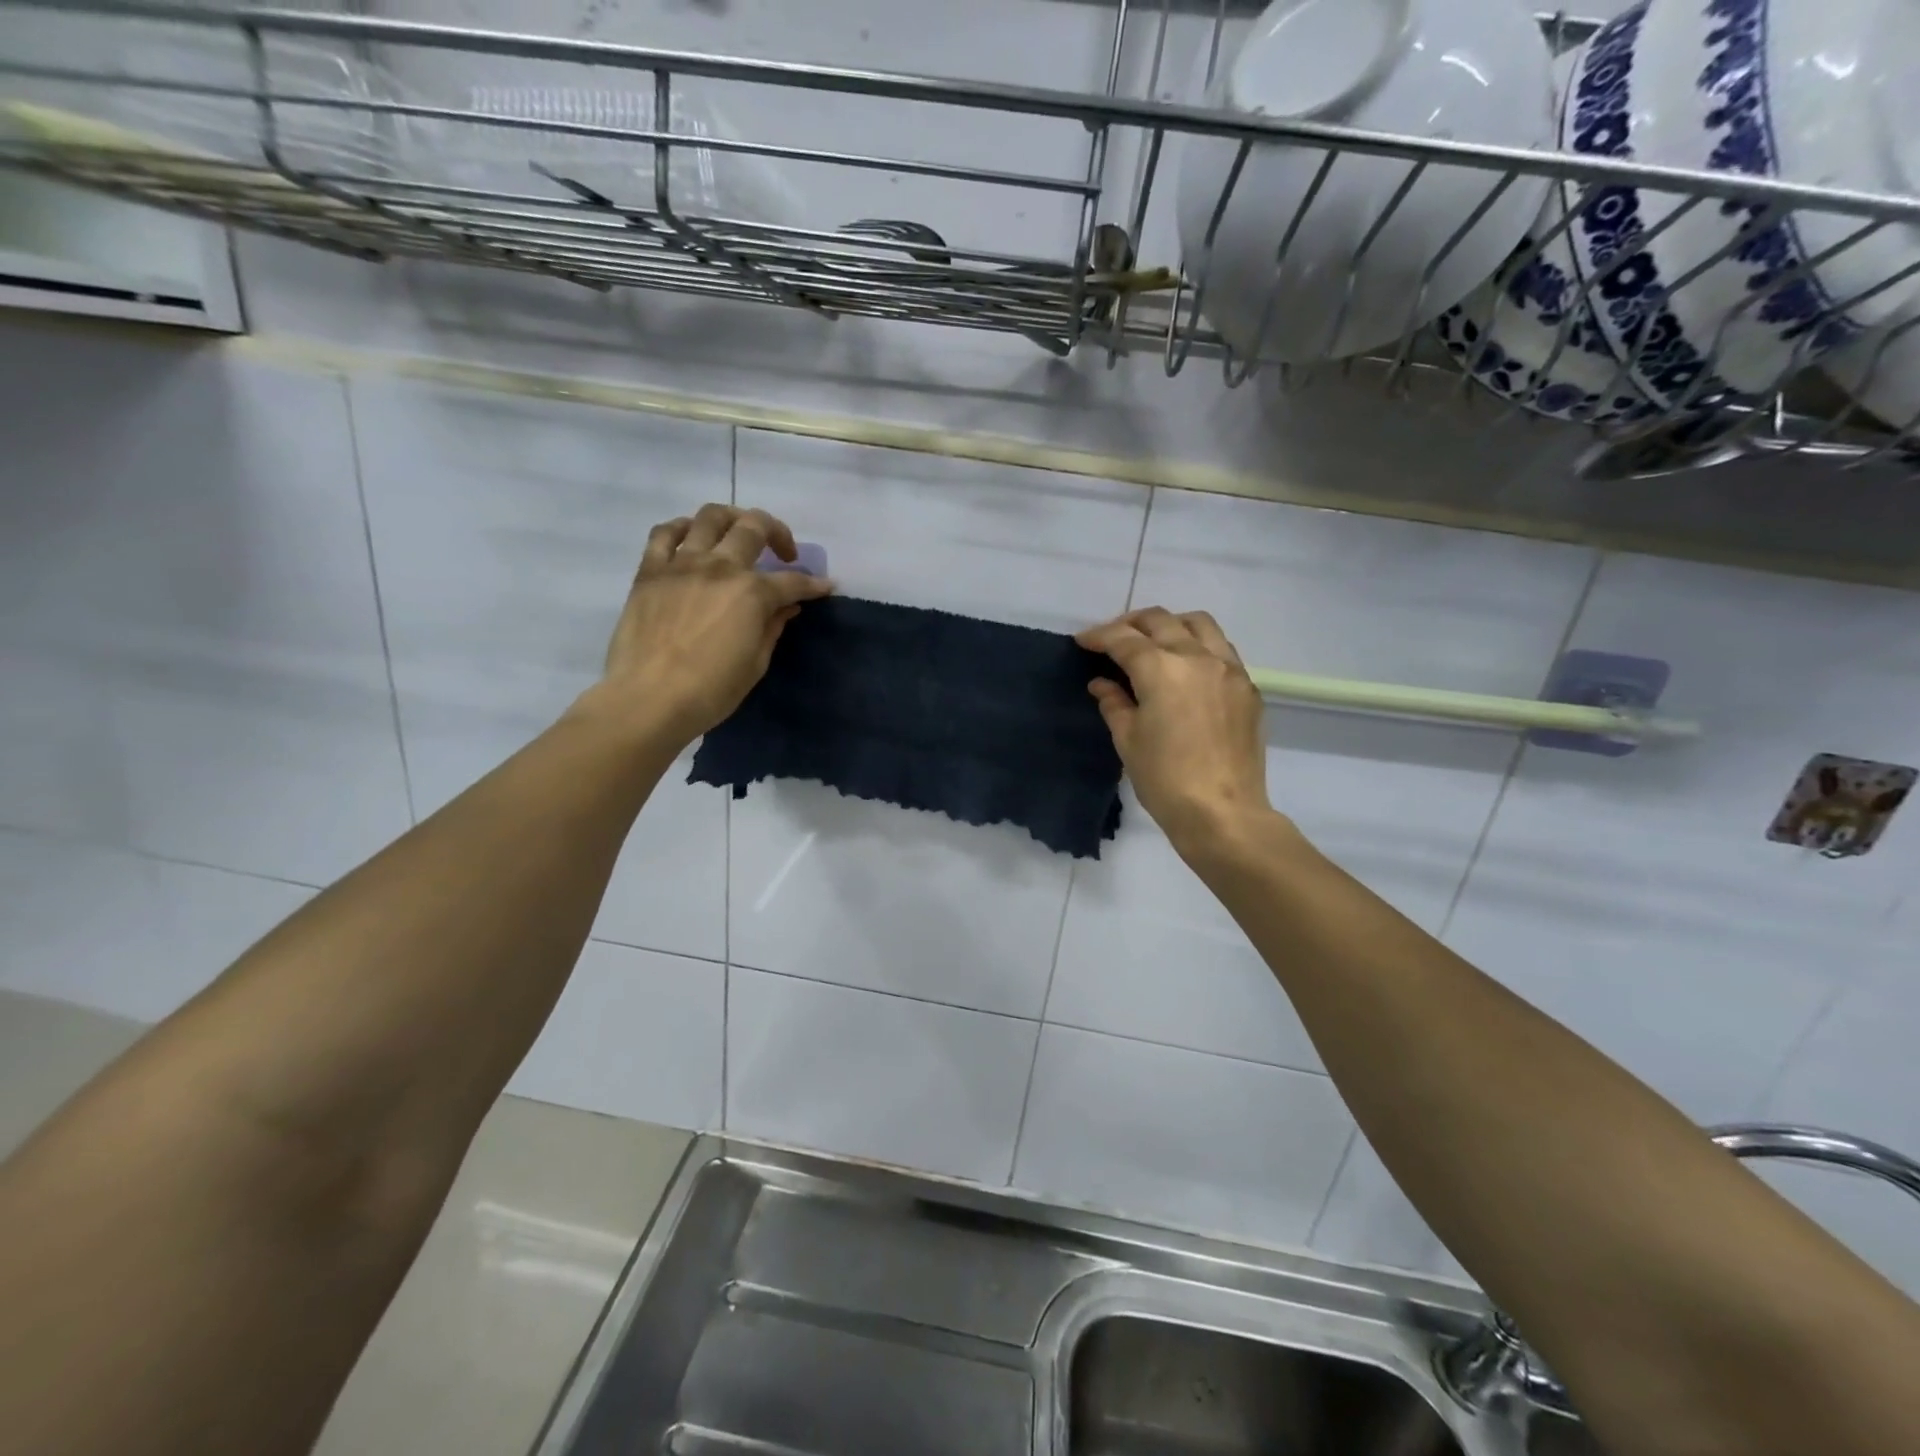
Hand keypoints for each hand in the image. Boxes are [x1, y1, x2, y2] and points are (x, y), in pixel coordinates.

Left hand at [591, 503, 832, 745]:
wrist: (648, 699)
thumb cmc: (711, 691)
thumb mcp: (755, 664)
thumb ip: (772, 628)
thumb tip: (785, 607)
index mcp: (752, 593)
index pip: (792, 581)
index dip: (814, 585)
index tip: (825, 586)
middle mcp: (720, 567)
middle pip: (754, 527)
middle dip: (778, 533)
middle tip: (784, 553)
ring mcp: (682, 564)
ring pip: (711, 517)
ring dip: (733, 518)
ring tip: (739, 533)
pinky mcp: (650, 571)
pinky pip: (665, 533)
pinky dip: (683, 528)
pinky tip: (692, 537)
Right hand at [1076, 608, 1271, 848]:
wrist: (1223, 813)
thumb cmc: (1165, 780)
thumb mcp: (1128, 740)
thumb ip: (1114, 703)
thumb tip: (1102, 683)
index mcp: (1162, 670)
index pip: (1124, 639)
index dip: (1099, 636)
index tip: (1083, 641)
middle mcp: (1198, 658)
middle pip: (1161, 621)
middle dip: (1131, 623)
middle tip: (1113, 638)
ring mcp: (1229, 670)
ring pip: (1199, 624)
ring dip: (1171, 625)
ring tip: (1154, 642)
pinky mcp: (1248, 688)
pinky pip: (1222, 650)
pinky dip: (1198, 646)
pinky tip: (1186, 669)